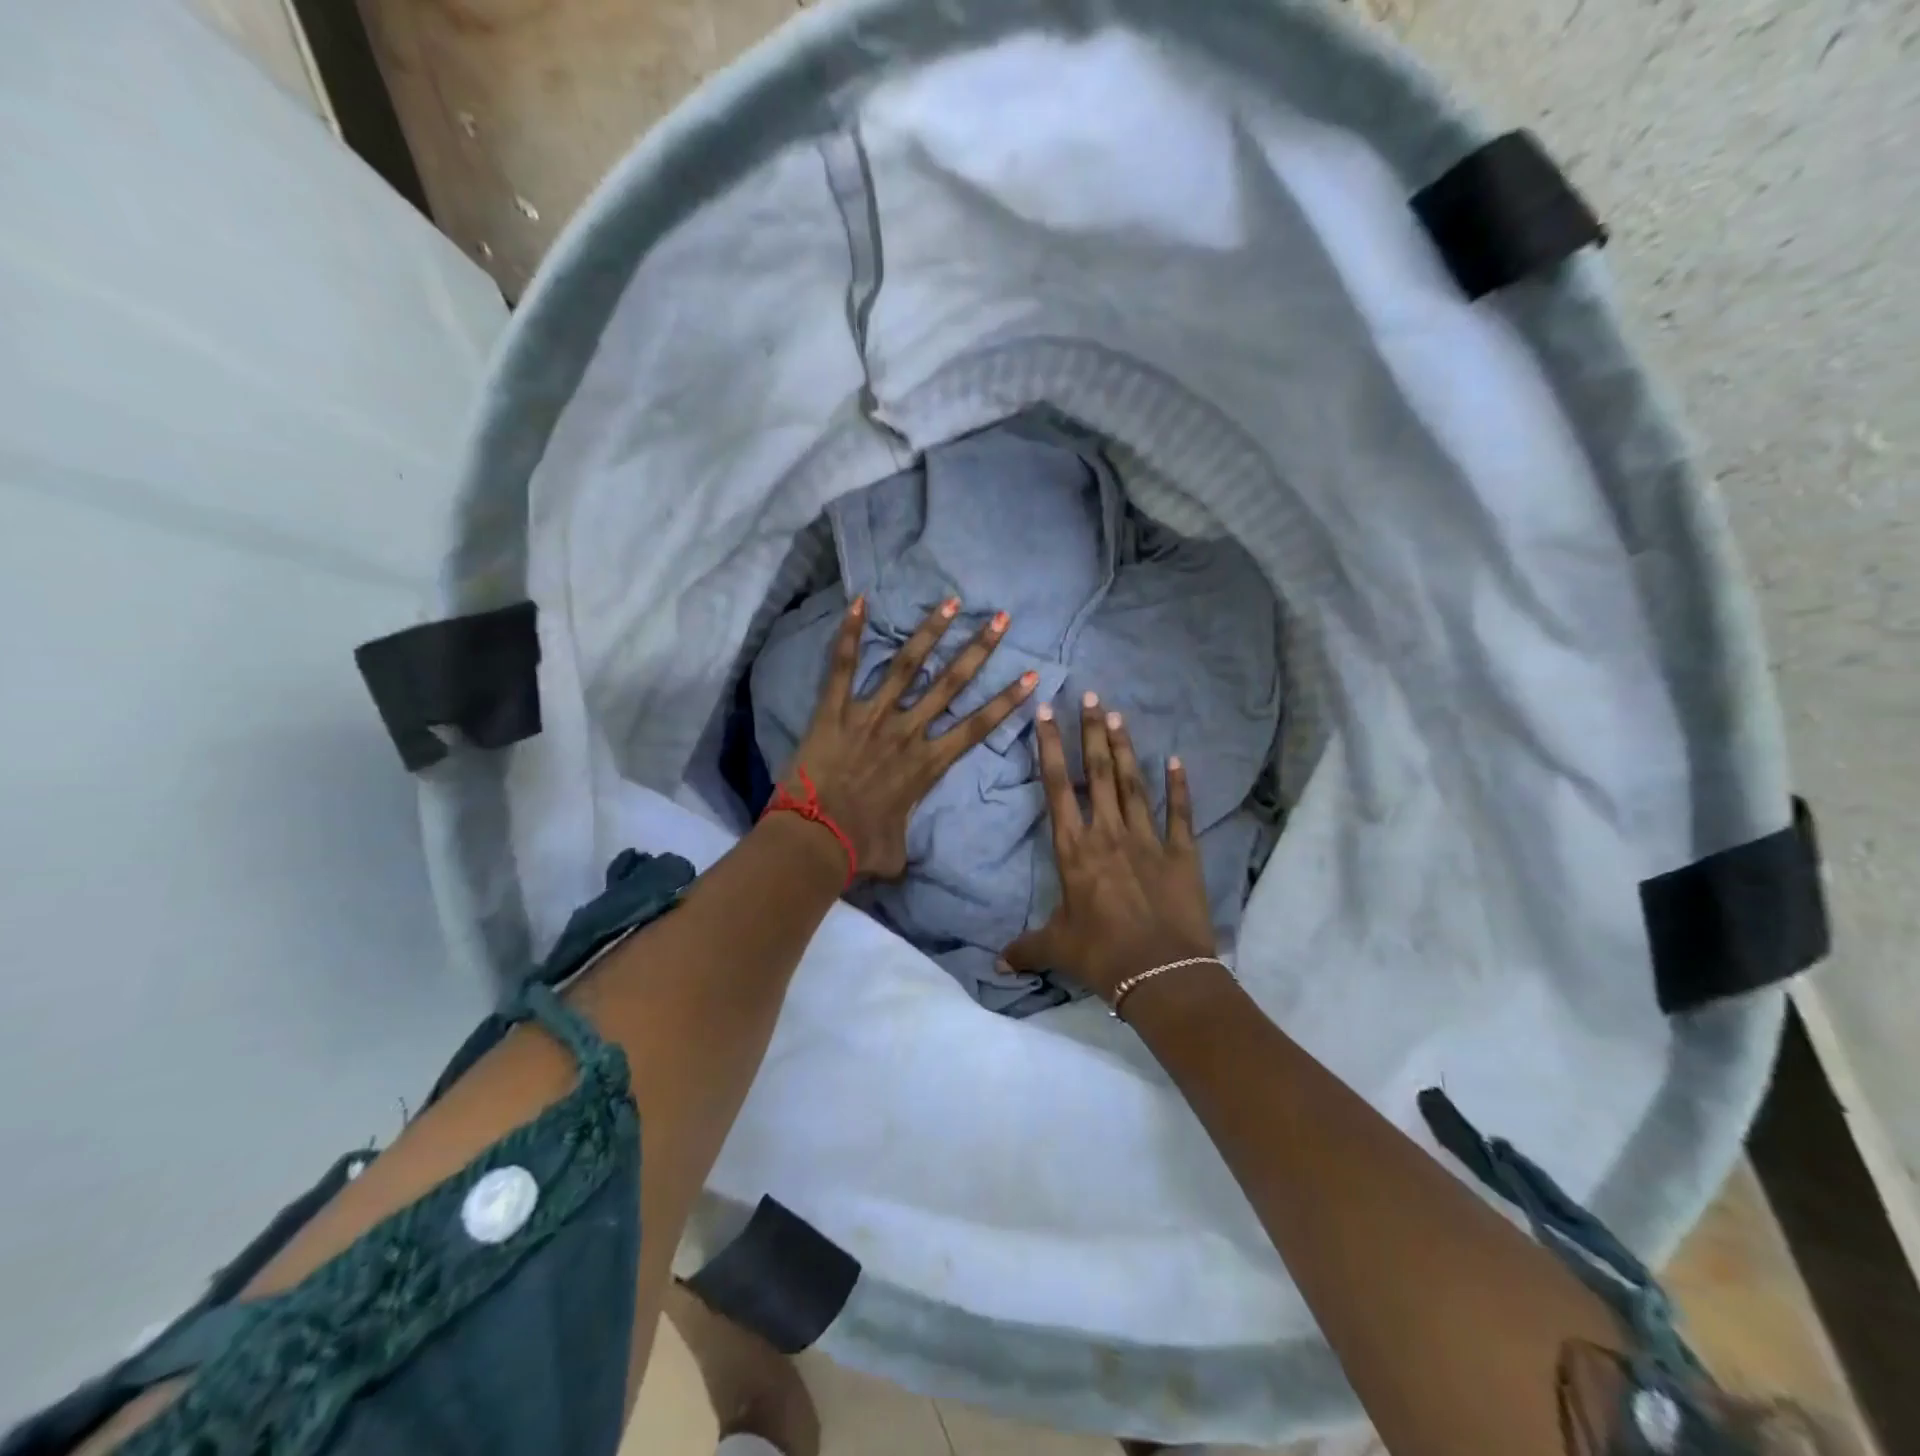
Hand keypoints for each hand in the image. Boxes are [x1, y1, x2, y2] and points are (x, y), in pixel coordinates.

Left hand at [783, 595, 1036, 880]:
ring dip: (930, 632)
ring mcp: (870, 716)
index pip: (978, 725)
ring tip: (951, 601)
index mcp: (928, 763)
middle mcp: (907, 731)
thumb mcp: (896, 851)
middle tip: (1001, 619)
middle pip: (951, 683)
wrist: (814, 841)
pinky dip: (850, 633)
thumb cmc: (859, 848)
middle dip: (979, 649)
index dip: (1007, 700)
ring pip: (907, 665)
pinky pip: (843, 666)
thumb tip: (903, 856)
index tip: (1030, 675)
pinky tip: (860, 601)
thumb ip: (906, 842)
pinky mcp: (834, 711)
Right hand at [1002, 693, 1215, 1000]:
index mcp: (1074, 850)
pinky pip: (1179, 813)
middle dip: (1091, 732)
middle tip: (1090, 695)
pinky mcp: (1181, 853)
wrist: (1161, 973)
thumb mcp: (1057, 949)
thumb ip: (1026, 949)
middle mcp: (1108, 834)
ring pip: (1133, 784)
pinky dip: (1179, 786)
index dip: (1050, 748)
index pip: (1057, 788)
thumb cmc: (1101, 955)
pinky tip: (1177, 760)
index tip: (1047, 713)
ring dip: (1124, 748)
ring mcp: (1148, 840)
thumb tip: (996, 965)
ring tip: (1117, 714)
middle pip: (1098, 772)